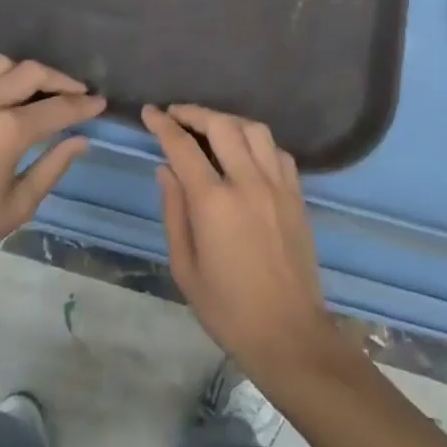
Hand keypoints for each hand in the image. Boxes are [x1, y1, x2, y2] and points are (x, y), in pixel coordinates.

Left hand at [0, 55, 101, 297]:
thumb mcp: (18, 206)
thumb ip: (53, 167)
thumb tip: (81, 140)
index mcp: (8, 131)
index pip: (58, 108)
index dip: (84, 106)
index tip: (101, 103)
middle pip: (31, 72)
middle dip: (60, 79)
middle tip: (76, 93)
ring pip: (0, 65)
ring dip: (25, 73)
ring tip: (38, 91)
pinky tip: (0, 98)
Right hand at [145, 104, 340, 387]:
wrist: (288, 333)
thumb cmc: (227, 308)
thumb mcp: (185, 266)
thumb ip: (174, 211)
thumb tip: (166, 169)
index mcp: (214, 202)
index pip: (183, 147)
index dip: (163, 125)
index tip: (150, 112)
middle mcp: (248, 182)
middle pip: (222, 125)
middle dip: (195, 113)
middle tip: (176, 114)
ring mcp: (277, 185)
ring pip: (254, 129)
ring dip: (229, 120)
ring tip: (211, 127)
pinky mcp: (296, 195)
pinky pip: (277, 151)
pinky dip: (258, 142)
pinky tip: (247, 151)